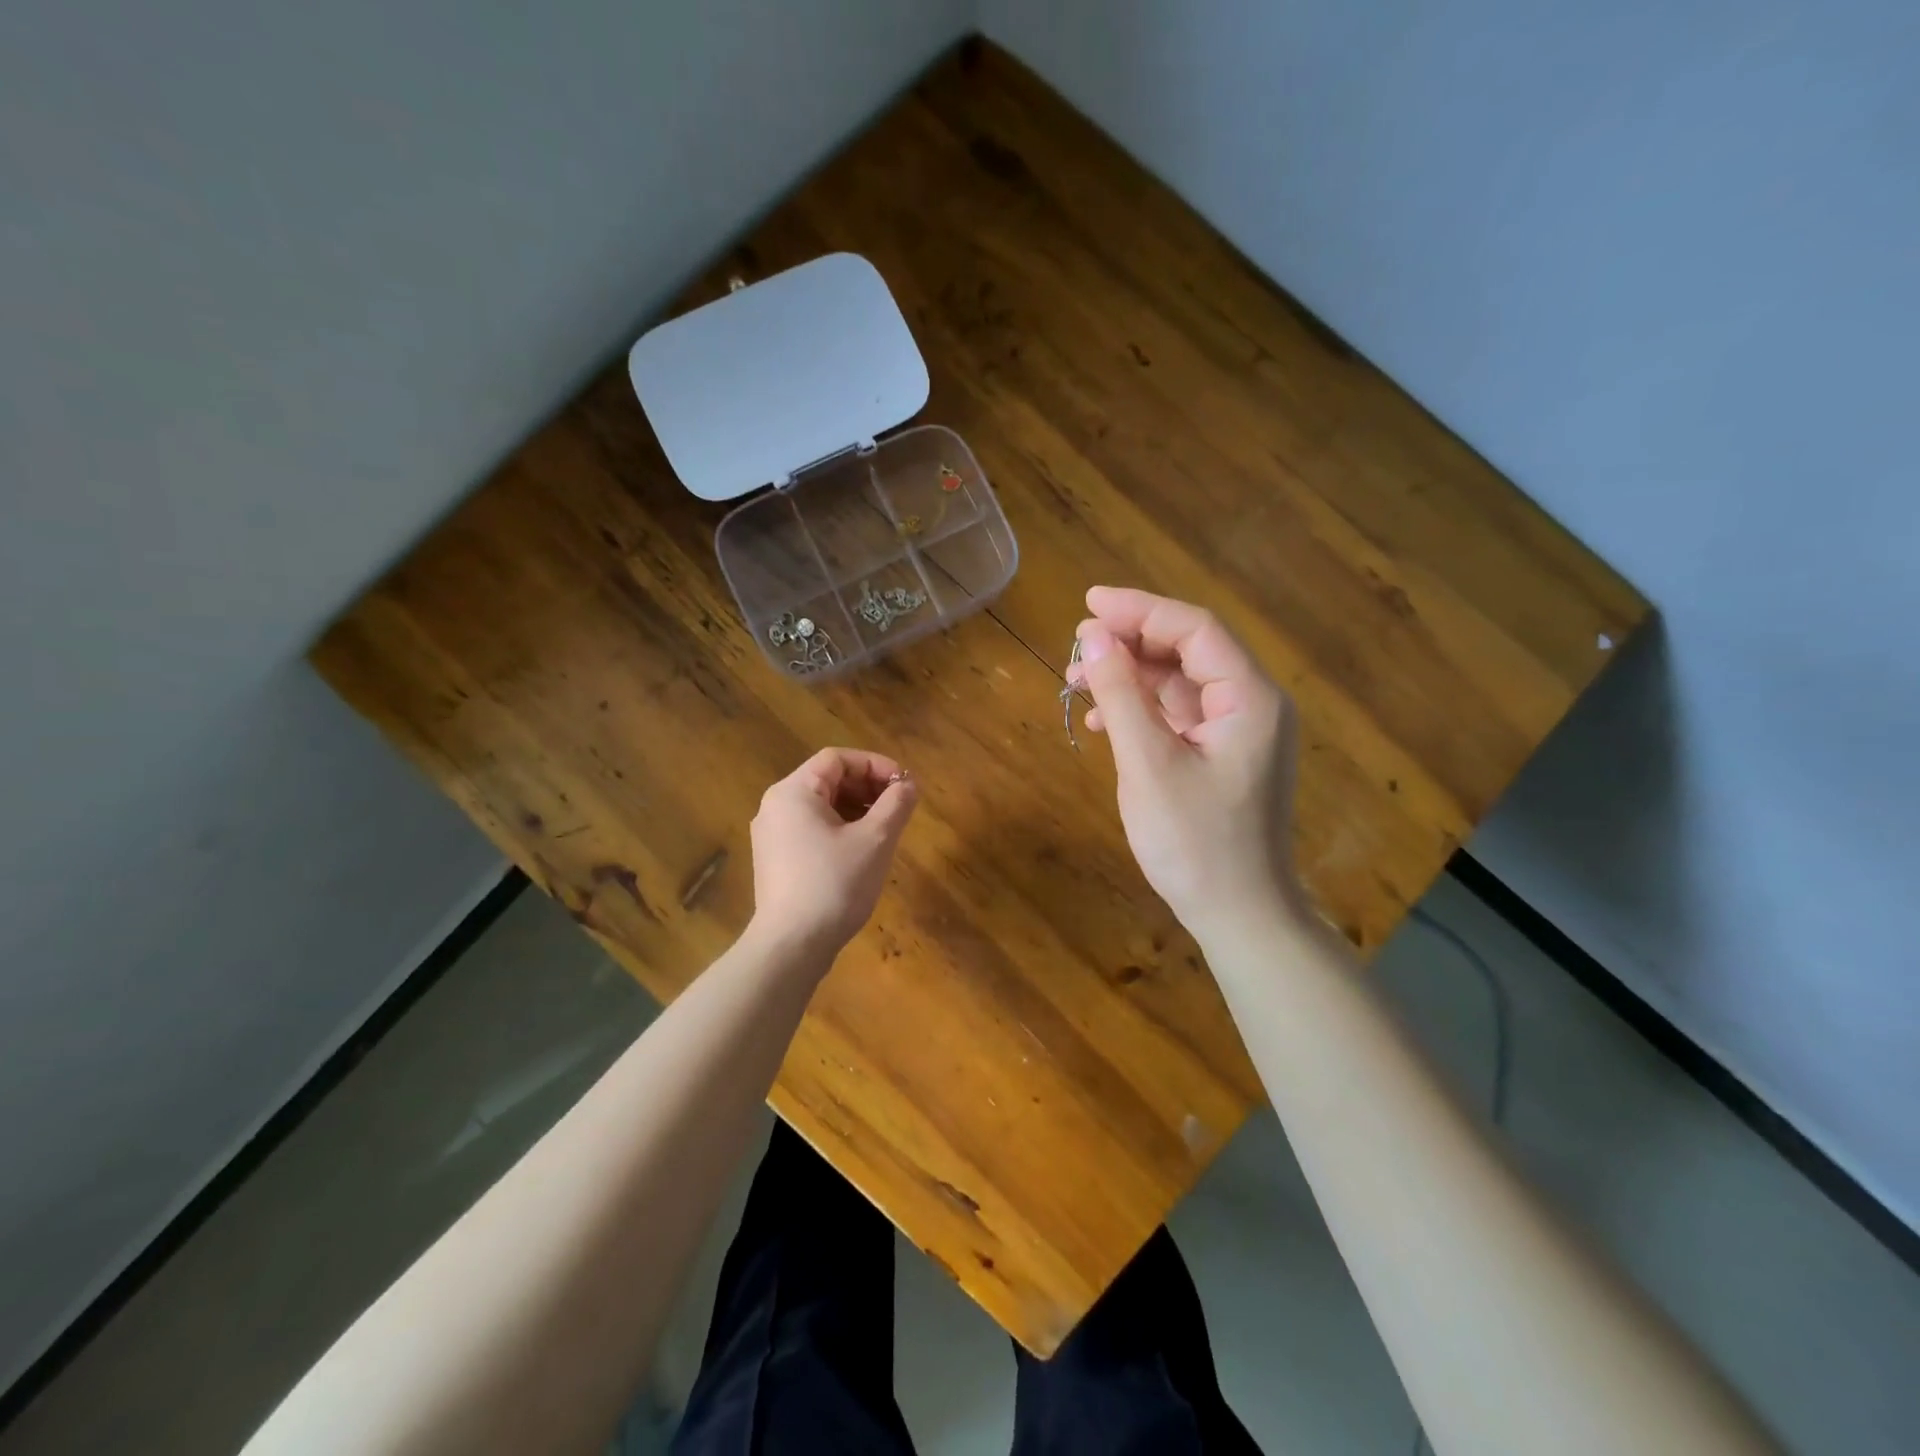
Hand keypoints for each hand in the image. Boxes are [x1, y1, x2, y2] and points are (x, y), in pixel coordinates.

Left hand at [748, 748, 918, 962]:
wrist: (792, 946)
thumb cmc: (834, 884)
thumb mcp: (875, 840)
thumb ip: (896, 804)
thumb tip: (909, 784)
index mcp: (793, 792)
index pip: (837, 759)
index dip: (875, 765)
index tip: (904, 785)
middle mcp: (776, 806)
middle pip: (827, 779)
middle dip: (867, 787)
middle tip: (899, 806)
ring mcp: (771, 835)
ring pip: (821, 806)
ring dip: (856, 808)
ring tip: (885, 829)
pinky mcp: (775, 860)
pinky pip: (811, 829)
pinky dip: (839, 829)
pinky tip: (861, 851)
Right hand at [1072, 587, 1300, 944]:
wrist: (1239, 916)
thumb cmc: (1196, 844)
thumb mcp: (1148, 764)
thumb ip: (1121, 694)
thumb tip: (1092, 636)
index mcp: (1249, 698)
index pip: (1195, 629)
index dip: (1140, 609)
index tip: (1087, 604)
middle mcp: (1251, 704)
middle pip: (1188, 650)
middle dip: (1130, 643)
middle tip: (1075, 648)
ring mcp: (1238, 731)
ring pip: (1179, 682)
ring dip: (1129, 677)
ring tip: (1077, 683)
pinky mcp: (1221, 755)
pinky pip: (1178, 714)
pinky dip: (1140, 709)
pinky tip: (1103, 721)